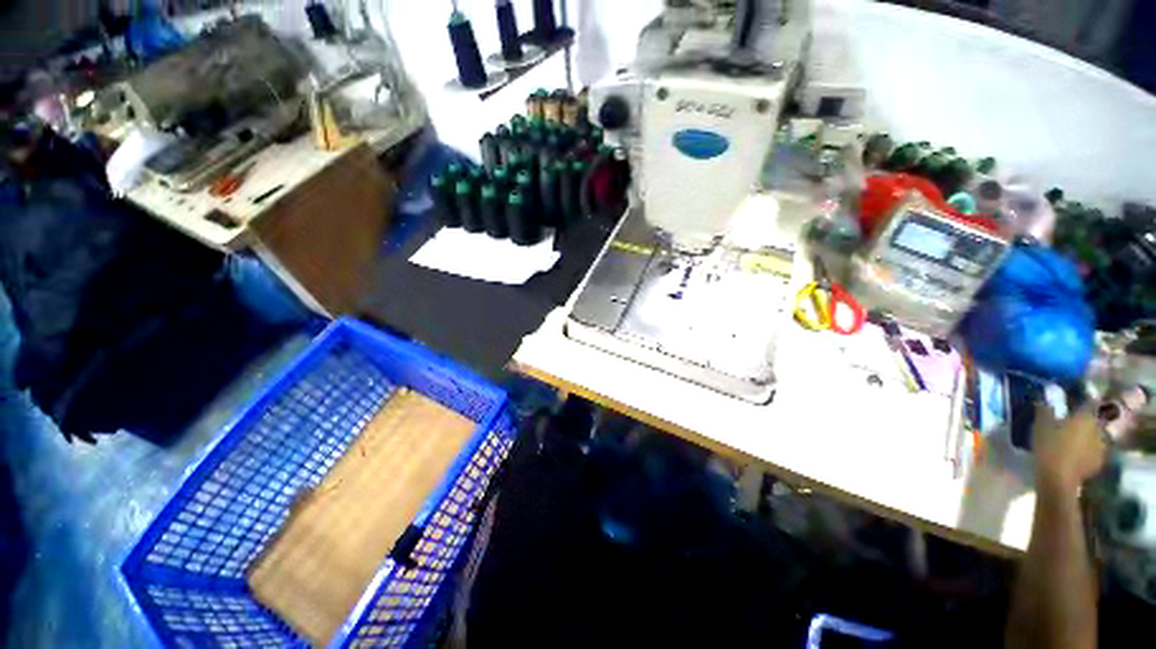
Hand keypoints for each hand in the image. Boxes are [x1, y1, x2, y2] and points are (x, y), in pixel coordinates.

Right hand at [1032, 403, 1105, 496]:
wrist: (1058, 478)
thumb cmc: (1049, 446)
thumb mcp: (1041, 426)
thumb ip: (1045, 411)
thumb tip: (1045, 400)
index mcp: (1086, 417)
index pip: (1090, 403)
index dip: (1084, 401)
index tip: (1076, 402)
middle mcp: (1098, 429)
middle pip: (1094, 421)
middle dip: (1085, 422)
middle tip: (1072, 424)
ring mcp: (1101, 447)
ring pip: (1095, 437)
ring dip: (1087, 437)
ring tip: (1074, 441)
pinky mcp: (1099, 462)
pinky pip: (1094, 452)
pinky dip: (1087, 451)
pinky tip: (1077, 455)